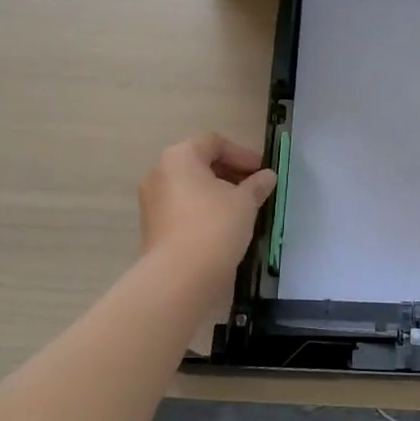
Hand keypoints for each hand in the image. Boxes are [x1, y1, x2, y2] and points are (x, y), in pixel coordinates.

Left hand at [139, 134, 277, 279]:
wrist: (179, 277)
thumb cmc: (215, 226)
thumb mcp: (245, 202)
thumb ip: (257, 185)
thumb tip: (267, 176)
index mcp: (180, 157)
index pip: (215, 143)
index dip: (243, 154)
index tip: (262, 172)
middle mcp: (160, 173)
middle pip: (200, 163)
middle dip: (230, 174)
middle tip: (255, 189)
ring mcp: (152, 201)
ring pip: (191, 187)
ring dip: (217, 193)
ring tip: (242, 209)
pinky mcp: (152, 226)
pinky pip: (182, 208)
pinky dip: (203, 209)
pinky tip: (223, 226)